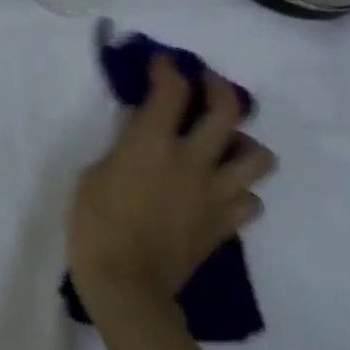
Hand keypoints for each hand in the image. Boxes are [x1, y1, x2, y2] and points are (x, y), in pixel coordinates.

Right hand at [69, 56, 275, 310]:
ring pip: (258, 156)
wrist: (126, 286)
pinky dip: (240, 195)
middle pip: (227, 109)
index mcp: (152, 145)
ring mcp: (215, 193)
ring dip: (244, 146)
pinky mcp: (225, 224)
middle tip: (207, 86)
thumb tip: (138, 139)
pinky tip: (222, 196)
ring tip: (226, 149)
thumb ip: (121, 152)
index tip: (163, 63)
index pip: (170, 91)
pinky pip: (251, 201)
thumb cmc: (95, 230)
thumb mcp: (91, 179)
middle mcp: (193, 160)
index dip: (168, 69)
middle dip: (218, 87)